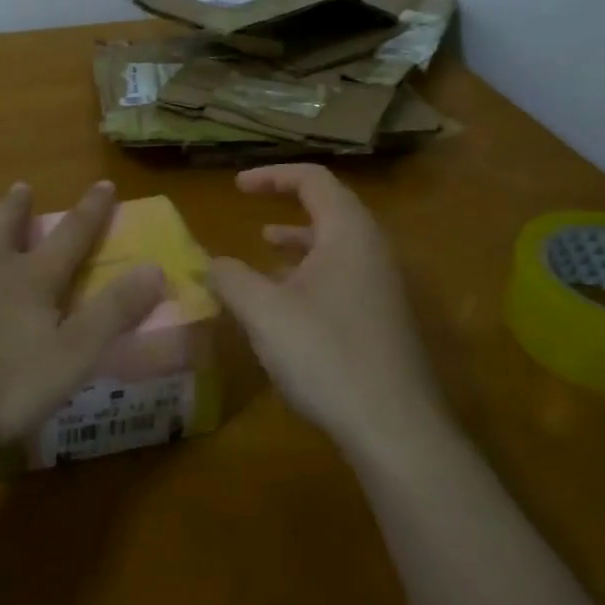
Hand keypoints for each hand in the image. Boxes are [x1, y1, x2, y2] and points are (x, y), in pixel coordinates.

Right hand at [208, 164, 445, 454]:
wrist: (396, 429)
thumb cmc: (327, 355)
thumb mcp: (265, 313)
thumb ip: (231, 279)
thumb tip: (208, 262)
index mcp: (348, 232)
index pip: (312, 179)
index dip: (271, 175)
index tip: (236, 187)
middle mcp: (371, 249)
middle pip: (328, 207)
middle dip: (286, 203)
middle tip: (250, 207)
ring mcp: (382, 285)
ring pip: (335, 245)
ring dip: (297, 241)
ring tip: (263, 248)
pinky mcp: (382, 318)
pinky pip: (342, 276)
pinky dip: (309, 273)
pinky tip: (285, 303)